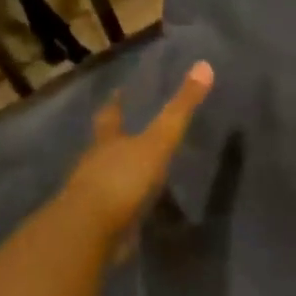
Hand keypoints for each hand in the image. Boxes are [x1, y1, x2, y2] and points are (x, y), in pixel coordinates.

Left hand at [64, 60, 213, 250]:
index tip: (116, 92)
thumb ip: (180, 109)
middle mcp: (95, 164)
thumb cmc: (123, 178)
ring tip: (135, 171)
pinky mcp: (98, 224)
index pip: (110, 116)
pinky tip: (136, 208)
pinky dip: (123, 205)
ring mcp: (93, 195)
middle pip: (103, 146)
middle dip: (113, 139)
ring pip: (105, 177)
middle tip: (124, 131)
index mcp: (108, 142)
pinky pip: (113, 208)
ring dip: (117, 173)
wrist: (91, 230)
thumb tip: (204, 65)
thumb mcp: (158, 141)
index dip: (115, 104)